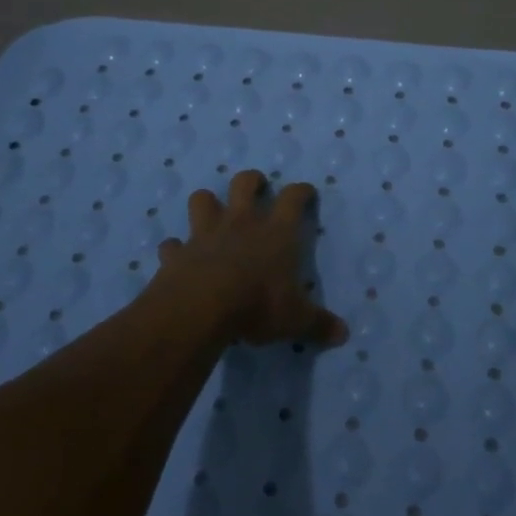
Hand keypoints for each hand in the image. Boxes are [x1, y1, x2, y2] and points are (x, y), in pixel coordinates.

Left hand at [151, 170, 348, 347]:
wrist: (200, 308)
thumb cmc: (257, 305)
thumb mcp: (295, 319)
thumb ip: (318, 324)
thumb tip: (343, 334)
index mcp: (275, 232)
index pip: (293, 198)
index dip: (301, 192)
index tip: (306, 192)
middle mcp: (241, 224)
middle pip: (244, 183)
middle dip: (251, 181)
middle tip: (256, 187)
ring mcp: (205, 235)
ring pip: (202, 200)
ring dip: (207, 203)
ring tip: (212, 213)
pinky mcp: (177, 254)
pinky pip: (172, 245)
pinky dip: (174, 249)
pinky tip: (177, 257)